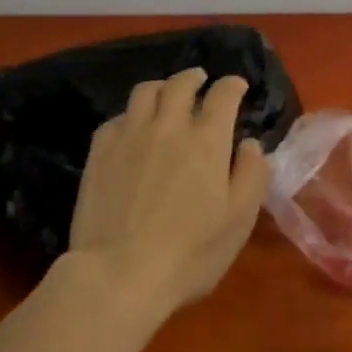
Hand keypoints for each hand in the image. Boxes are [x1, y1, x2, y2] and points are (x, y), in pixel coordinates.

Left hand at [65, 69, 269, 317]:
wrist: (119, 274)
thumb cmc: (190, 253)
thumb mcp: (239, 220)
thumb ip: (252, 175)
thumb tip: (250, 144)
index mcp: (207, 140)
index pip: (223, 94)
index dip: (233, 85)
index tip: (238, 86)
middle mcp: (168, 126)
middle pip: (180, 84)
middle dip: (195, 77)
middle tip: (201, 80)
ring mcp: (129, 136)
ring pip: (145, 92)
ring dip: (162, 87)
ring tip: (166, 94)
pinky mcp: (99, 152)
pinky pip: (116, 118)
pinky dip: (131, 115)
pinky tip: (132, 127)